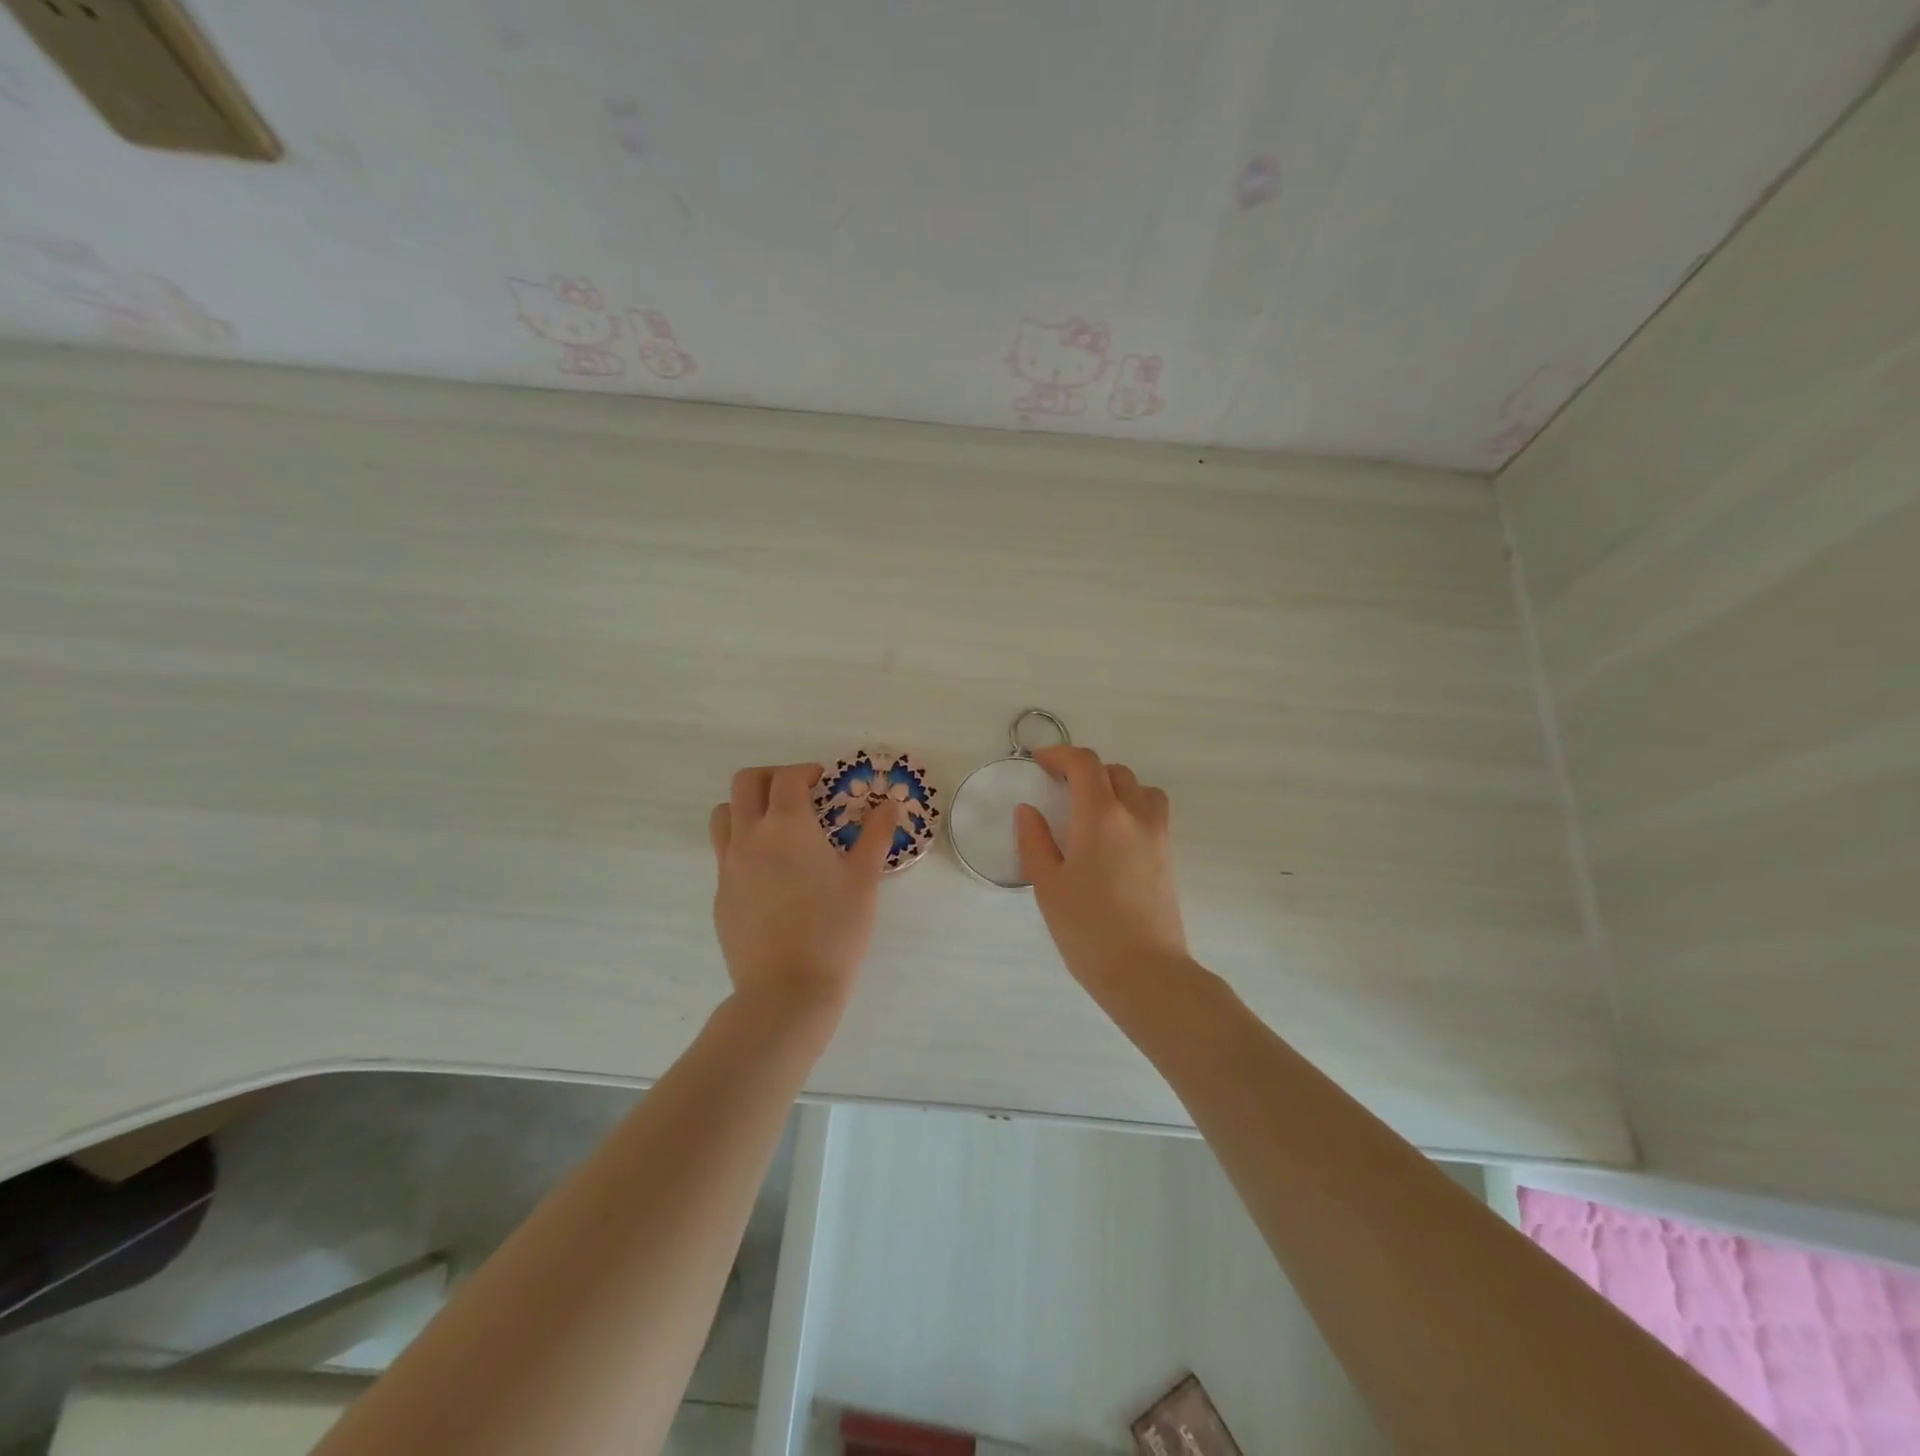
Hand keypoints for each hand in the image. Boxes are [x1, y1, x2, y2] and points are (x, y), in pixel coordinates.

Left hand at [709, 763, 897, 1019]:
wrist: (786, 991)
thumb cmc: (834, 930)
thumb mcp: (863, 880)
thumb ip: (875, 835)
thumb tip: (890, 803)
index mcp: (788, 825)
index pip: (788, 777)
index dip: (806, 771)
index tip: (823, 782)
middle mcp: (750, 836)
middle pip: (746, 783)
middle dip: (772, 777)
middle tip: (798, 793)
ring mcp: (728, 866)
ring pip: (724, 814)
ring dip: (747, 806)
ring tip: (775, 826)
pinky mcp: (720, 894)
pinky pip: (724, 853)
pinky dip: (743, 844)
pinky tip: (770, 872)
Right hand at [1015, 746, 1189, 994]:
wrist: (1146, 972)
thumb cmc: (1088, 930)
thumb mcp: (1047, 886)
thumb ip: (1034, 841)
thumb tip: (1028, 811)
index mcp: (1100, 816)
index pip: (1085, 764)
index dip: (1060, 754)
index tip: (1040, 762)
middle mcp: (1134, 815)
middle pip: (1113, 771)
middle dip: (1084, 770)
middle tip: (1059, 788)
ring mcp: (1157, 834)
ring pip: (1139, 788)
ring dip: (1113, 785)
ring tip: (1090, 808)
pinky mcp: (1168, 855)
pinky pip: (1152, 811)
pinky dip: (1132, 805)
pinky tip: (1112, 836)